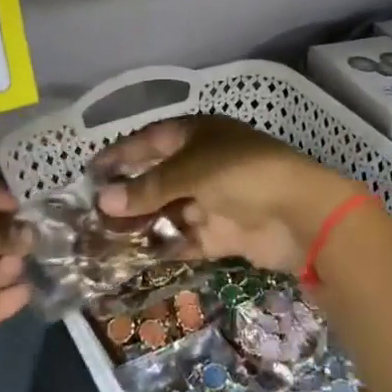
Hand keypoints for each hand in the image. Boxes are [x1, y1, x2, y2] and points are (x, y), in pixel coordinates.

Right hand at [92, 117, 360, 274]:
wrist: (301, 215)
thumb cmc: (241, 174)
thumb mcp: (189, 172)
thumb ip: (147, 189)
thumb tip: (103, 200)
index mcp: (197, 135)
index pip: (150, 141)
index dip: (121, 154)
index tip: (91, 171)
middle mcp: (203, 164)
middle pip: (158, 178)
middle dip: (128, 194)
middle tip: (93, 211)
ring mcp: (214, 200)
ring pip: (169, 210)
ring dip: (142, 222)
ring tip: (105, 238)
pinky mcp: (223, 233)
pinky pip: (186, 238)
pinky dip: (165, 245)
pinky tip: (136, 256)